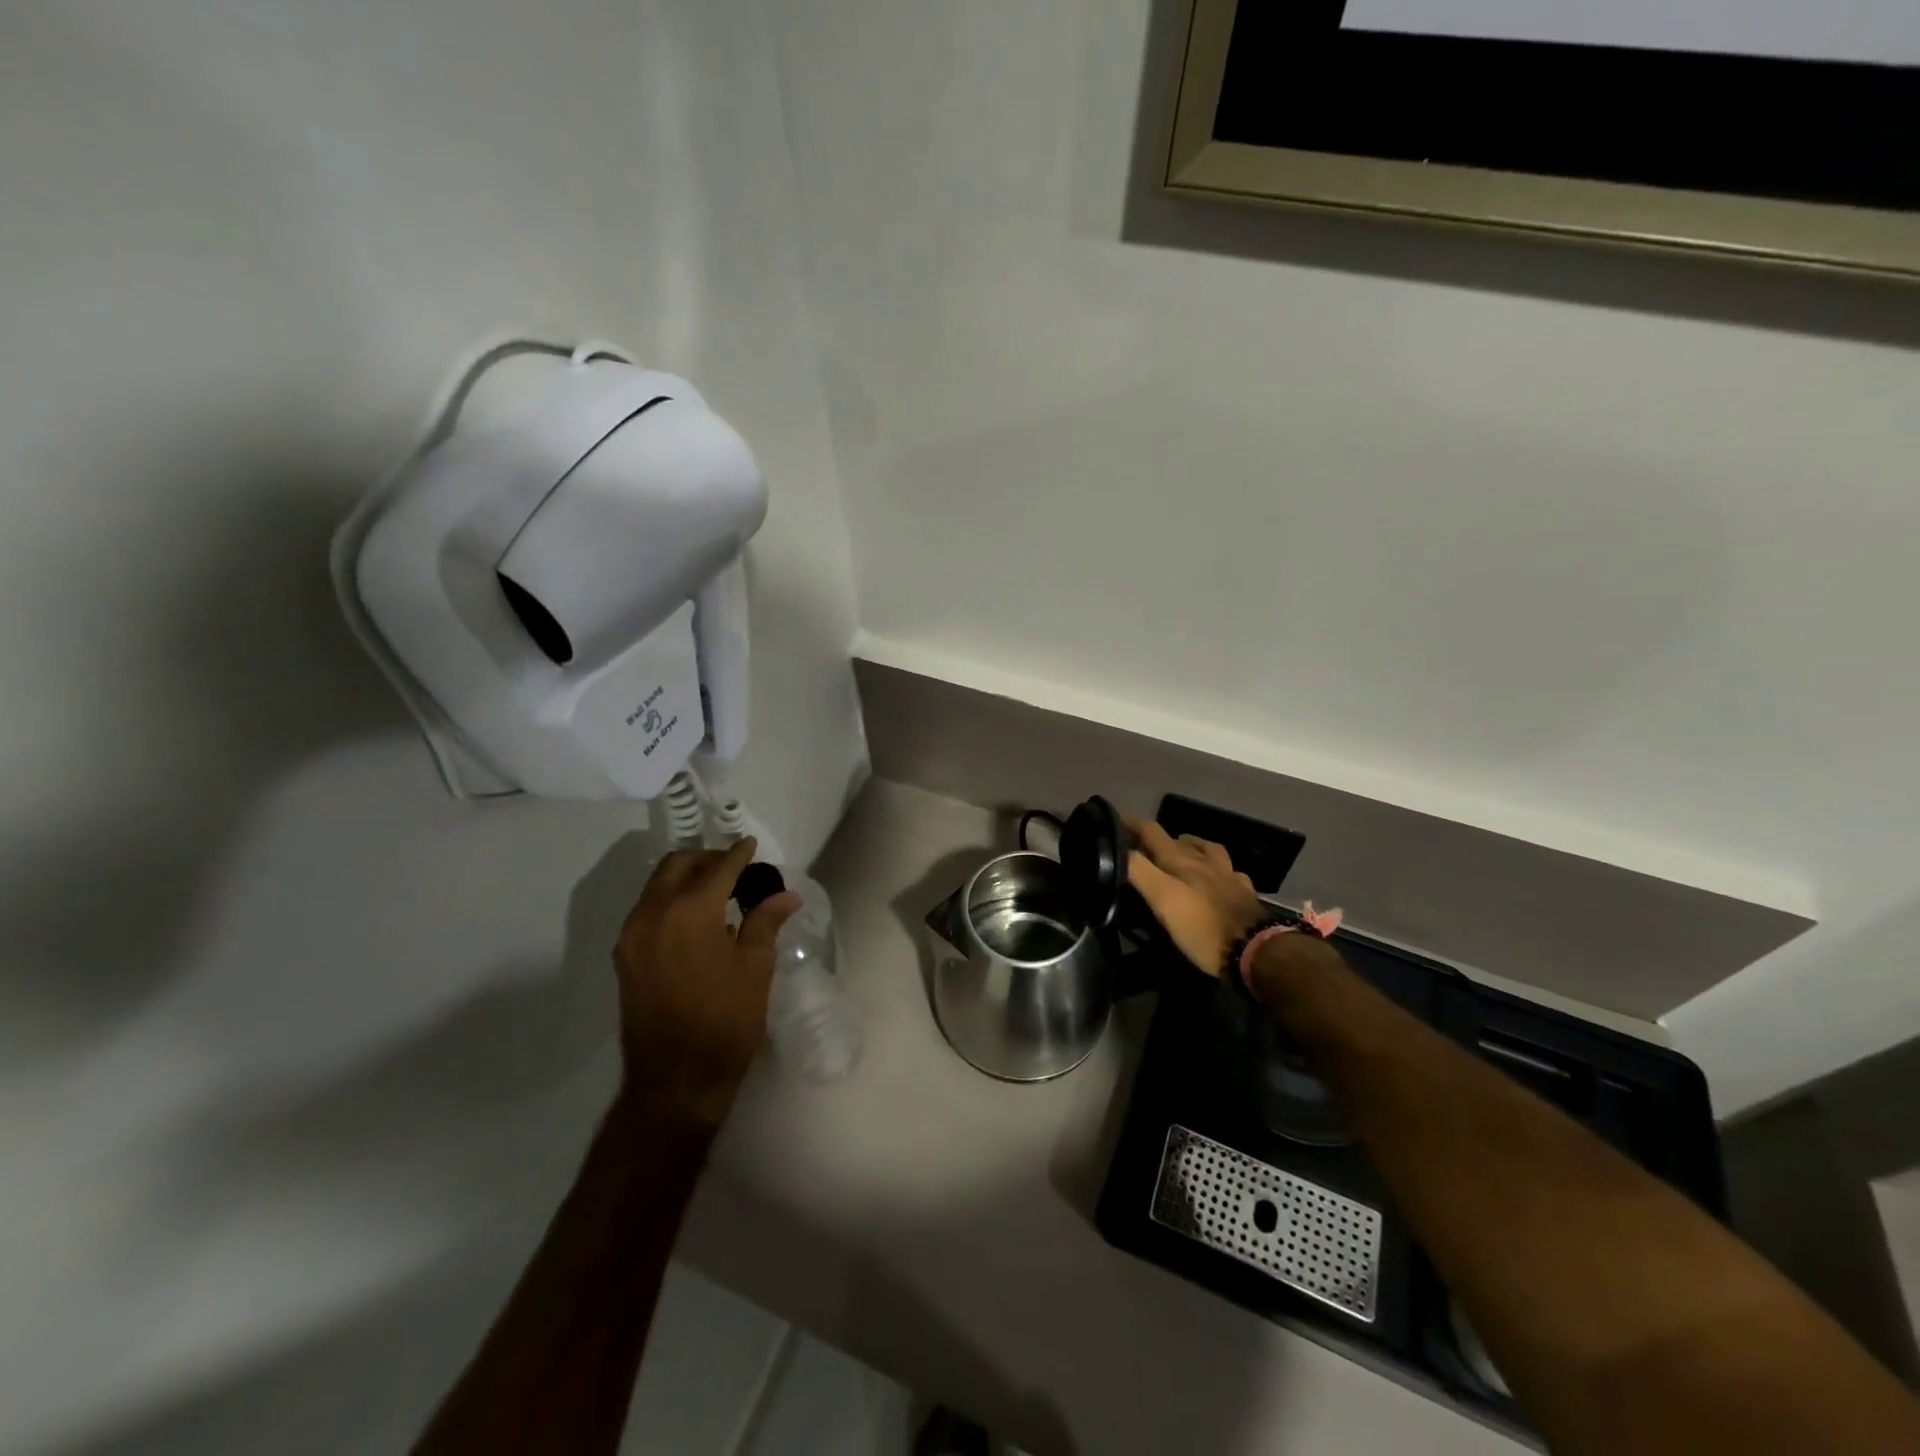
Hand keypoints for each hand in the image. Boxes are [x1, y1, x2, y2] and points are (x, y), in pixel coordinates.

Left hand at [614, 837, 800, 1127]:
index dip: (739, 854)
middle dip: (707, 860)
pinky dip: (670, 901)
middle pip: (678, 866)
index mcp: (690, 911)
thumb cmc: (725, 1021)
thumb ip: (765, 922)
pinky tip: (694, 919)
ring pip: (657, 885)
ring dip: (686, 878)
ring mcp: (632, 935)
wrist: (675, 1080)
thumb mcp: (755, 968)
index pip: (718, 868)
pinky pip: (647, 910)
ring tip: (717, 892)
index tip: (752, 846)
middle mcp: (653, 913)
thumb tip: (785, 895)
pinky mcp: (624, 957)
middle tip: (735, 868)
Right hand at [1125, 817, 1266, 976]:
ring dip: (1190, 846)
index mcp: (1180, 860)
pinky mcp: (1244, 894)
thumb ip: (1139, 871)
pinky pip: (1229, 872)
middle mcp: (1204, 861)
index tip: (1114, 818)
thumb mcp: (1162, 899)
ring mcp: (1227, 875)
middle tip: (1140, 844)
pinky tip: (1218, 876)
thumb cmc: (1202, 927)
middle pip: (1177, 839)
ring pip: (1206, 850)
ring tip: (1180, 851)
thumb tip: (1119, 848)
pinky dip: (1218, 869)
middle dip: (1156, 837)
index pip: (1151, 831)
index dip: (1132, 823)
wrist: (1256, 951)